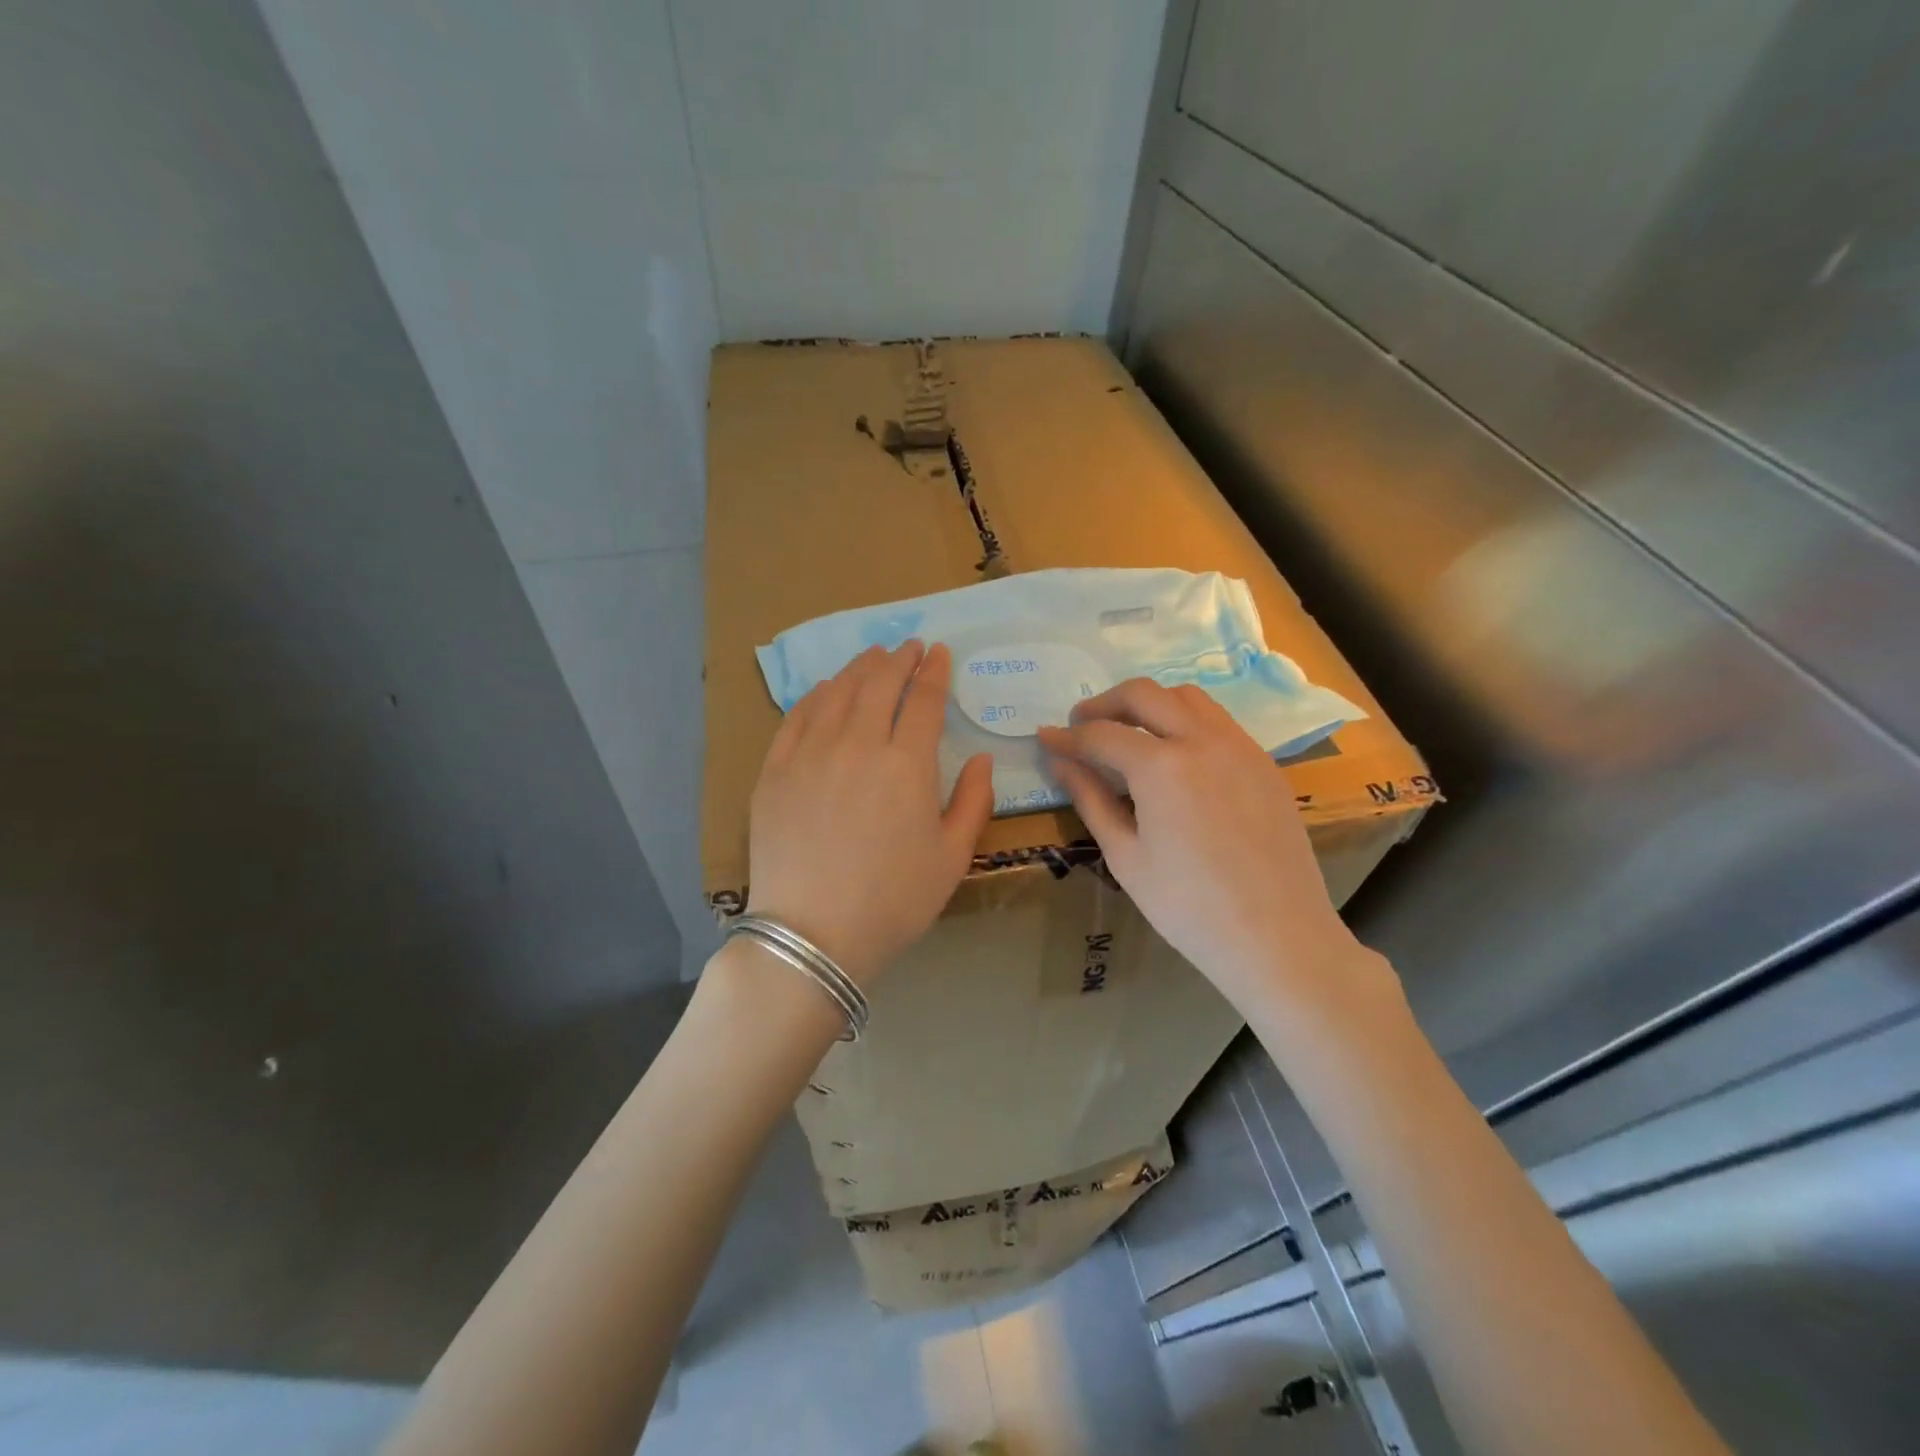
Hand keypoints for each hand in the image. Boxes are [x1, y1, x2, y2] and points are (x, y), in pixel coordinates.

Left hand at [747, 641, 993, 985]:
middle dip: (899, 658)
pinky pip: (797, 716)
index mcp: (907, 764)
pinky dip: (816, 694)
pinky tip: (825, 689)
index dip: (933, 672)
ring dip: (859, 667)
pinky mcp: (775, 770)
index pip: (923, 700)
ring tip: (872, 657)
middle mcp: (858, 744)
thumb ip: (974, 802)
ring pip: (837, 691)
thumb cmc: (893, 901)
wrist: (813, 934)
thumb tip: (981, 758)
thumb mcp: (952, 858)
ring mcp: (810, 753)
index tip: (939, 653)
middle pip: (879, 683)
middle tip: (909, 646)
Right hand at [1038, 679, 1375, 1011]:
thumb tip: (1060, 762)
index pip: (1101, 735)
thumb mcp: (1126, 855)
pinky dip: (1186, 721)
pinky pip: (1218, 721)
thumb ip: (1090, 799)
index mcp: (1161, 766)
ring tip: (1129, 733)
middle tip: (1083, 726)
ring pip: (1187, 697)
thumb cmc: (1188, 906)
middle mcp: (1201, 740)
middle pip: (1144, 694)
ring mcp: (1239, 746)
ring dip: (1150, 704)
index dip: (1067, 737)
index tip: (1046, 739)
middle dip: (1105, 704)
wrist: (1276, 936)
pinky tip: (1176, 756)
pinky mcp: (1264, 762)